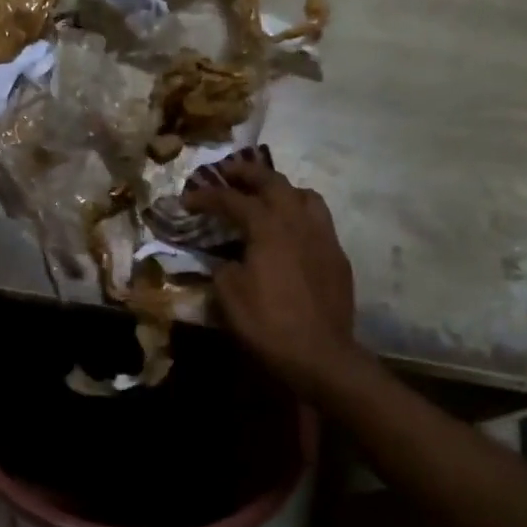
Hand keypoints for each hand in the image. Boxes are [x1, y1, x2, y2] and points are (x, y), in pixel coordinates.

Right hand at [185, 156, 359, 395]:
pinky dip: (301, 215)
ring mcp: (323, 237)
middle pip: (273, 183)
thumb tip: (224, 260)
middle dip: (247, 174)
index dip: (207, 196)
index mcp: (268, 228)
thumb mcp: (229, 296)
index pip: (232, 200)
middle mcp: (298, 222)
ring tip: (267, 196)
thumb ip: (223, 268)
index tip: (188, 198)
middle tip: (228, 172)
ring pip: (305, 196)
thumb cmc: (267, 324)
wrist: (320, 354)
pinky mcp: (337, 256)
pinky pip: (320, 221)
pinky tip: (293, 233)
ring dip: (282, 189)